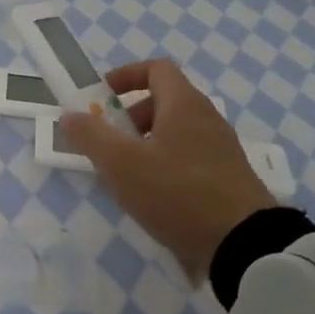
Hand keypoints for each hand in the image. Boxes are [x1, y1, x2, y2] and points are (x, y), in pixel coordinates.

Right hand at [61, 59, 278, 284]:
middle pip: (165, 101)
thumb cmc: (177, 192)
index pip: (156, 69)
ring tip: (128, 176)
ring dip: (147, 144)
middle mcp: (207, 118)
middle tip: (111, 143)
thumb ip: (91, 135)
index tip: (102, 97)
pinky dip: (167, 166)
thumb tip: (70, 115)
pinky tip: (155, 198)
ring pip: (177, 132)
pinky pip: (190, 158)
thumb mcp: (121, 164)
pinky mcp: (229, 179)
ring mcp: (222, 150)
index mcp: (184, 104)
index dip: (126, 76)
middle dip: (131, 116)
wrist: (244, 244)